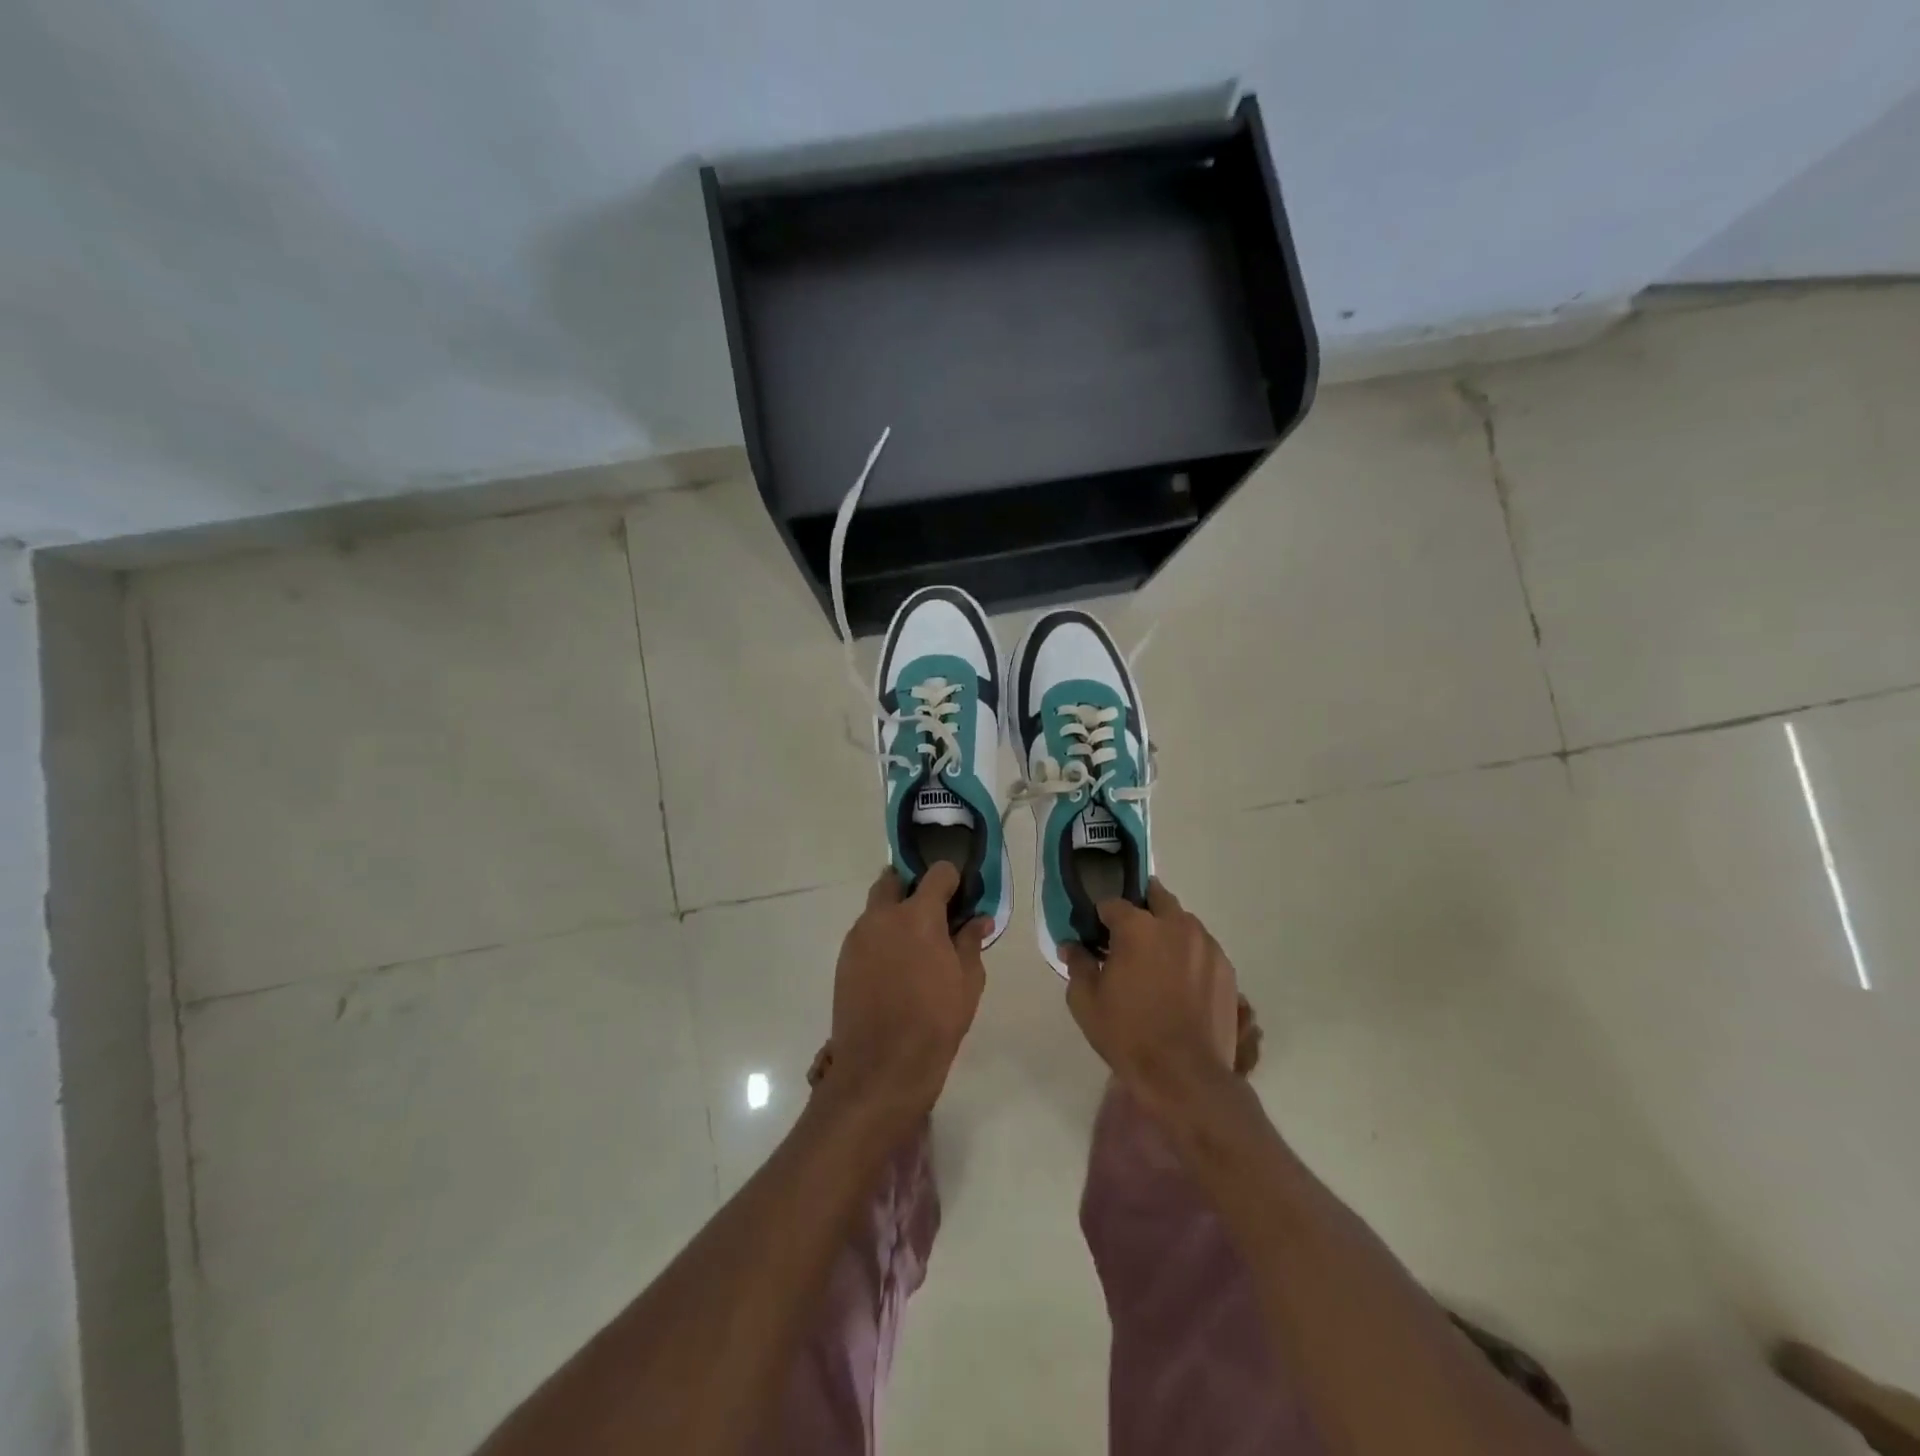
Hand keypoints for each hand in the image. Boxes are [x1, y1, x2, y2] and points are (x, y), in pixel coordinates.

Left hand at [828, 862, 988, 1121]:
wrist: (882, 1066)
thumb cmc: (935, 1021)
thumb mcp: (968, 981)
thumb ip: (971, 941)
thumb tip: (979, 919)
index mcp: (918, 915)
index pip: (937, 873)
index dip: (951, 880)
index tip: (960, 897)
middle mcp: (883, 916)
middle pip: (894, 880)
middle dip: (912, 887)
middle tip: (931, 913)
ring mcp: (858, 936)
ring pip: (876, 907)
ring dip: (894, 913)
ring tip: (913, 945)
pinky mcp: (843, 959)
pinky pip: (864, 933)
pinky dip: (880, 937)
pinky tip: (894, 967)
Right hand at [1062, 880, 1240, 1104]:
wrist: (1185, 1075)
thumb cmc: (1128, 1035)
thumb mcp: (1086, 1002)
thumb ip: (1077, 965)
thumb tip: (1071, 946)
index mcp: (1137, 927)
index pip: (1112, 904)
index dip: (1100, 917)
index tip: (1095, 935)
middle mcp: (1175, 925)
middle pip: (1156, 897)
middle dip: (1140, 909)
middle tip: (1129, 937)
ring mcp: (1206, 945)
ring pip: (1183, 921)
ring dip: (1167, 930)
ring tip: (1157, 961)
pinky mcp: (1226, 968)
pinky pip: (1203, 947)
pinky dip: (1189, 953)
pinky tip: (1181, 981)